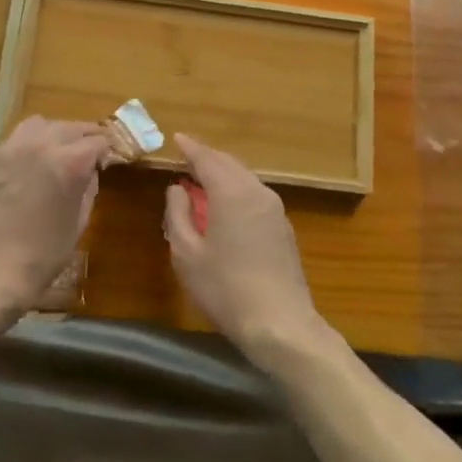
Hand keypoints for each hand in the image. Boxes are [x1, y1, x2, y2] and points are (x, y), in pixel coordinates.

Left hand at [0, 117, 109, 309]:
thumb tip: (89, 172)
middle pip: (69, 127)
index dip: (105, 151)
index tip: (105, 162)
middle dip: (82, 138)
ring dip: (51, 135)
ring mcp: (8, 149)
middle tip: (85, 154)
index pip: (97, 141)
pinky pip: (10, 145)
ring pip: (37, 125)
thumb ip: (87, 189)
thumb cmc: (42, 255)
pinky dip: (23, 151)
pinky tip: (21, 172)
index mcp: (69, 161)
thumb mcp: (78, 223)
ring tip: (52, 153)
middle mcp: (40, 145)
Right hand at [164, 134, 323, 364]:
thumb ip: (178, 214)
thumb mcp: (187, 254)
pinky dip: (237, 189)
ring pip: (245, 177)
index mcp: (231, 192)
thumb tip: (177, 189)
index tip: (177, 138)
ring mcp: (274, 208)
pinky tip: (227, 203)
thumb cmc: (225, 288)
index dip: (190, 148)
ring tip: (203, 179)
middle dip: (207, 157)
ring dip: (223, 173)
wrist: (280, 323)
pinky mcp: (283, 226)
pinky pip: (255, 194)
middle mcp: (256, 191)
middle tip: (187, 157)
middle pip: (229, 163)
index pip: (207, 159)